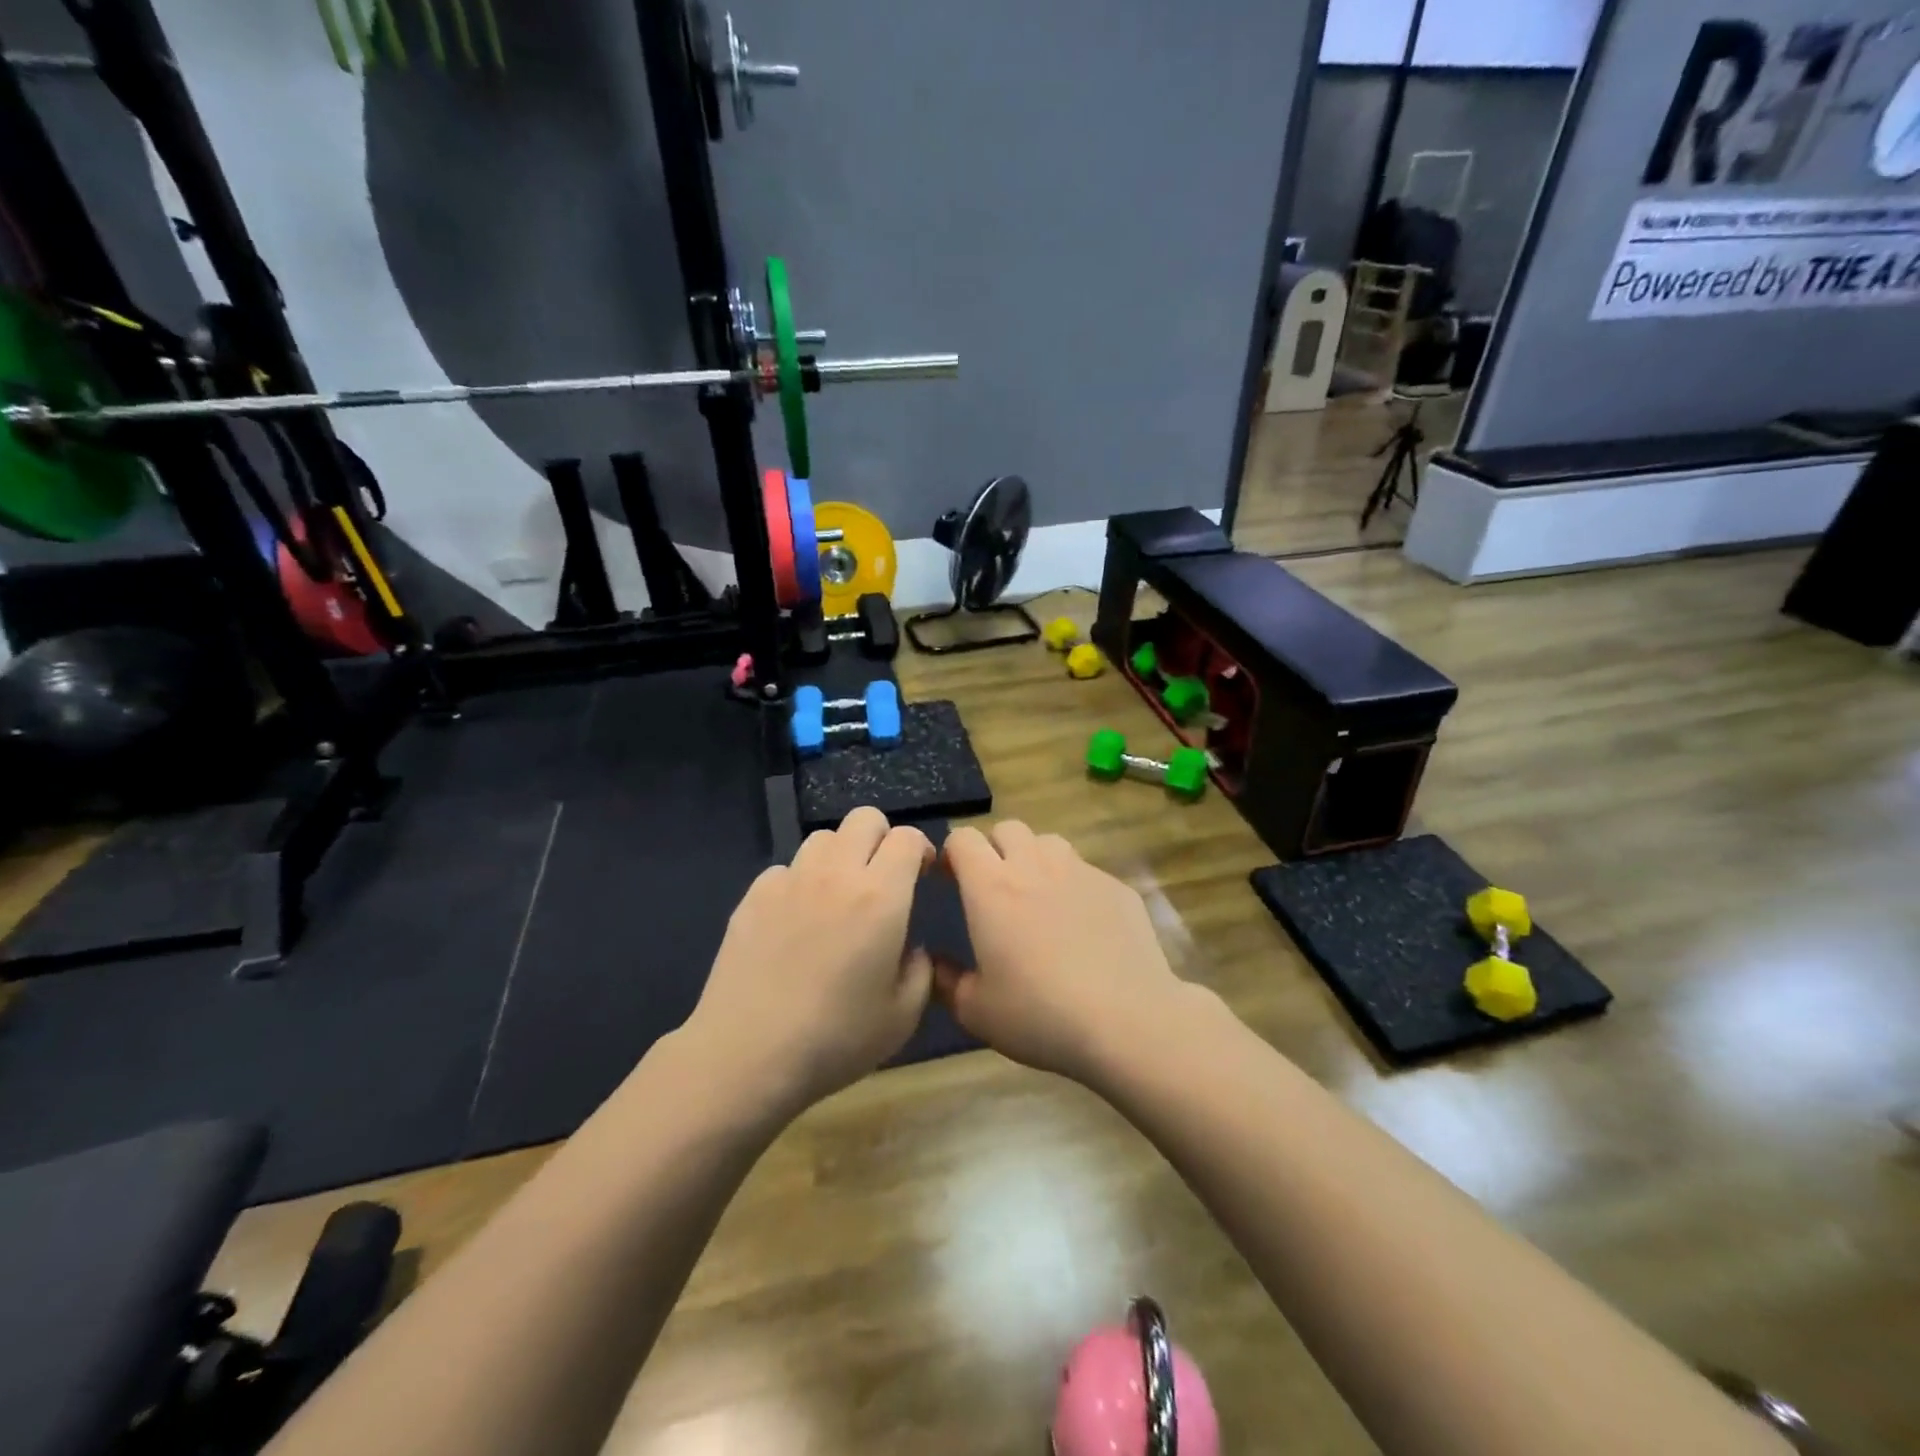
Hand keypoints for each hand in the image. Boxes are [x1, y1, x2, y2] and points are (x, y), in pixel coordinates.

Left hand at [687, 807, 934, 1112]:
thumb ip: (920, 970)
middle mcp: (835, 874)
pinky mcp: (753, 896)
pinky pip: (786, 868)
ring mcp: (789, 880)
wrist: (746, 1056)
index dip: (920, 849)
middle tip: (883, 877)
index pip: (907, 837)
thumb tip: (910, 947)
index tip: (921, 875)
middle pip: (864, 818)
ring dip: (841, 855)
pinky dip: (800, 882)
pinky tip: (796, 921)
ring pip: (823, 838)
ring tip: (838, 895)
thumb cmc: (835, 1039)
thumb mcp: (903, 1017)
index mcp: (880, 896)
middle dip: (882, 838)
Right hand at [935, 821, 1189, 1083]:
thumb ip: (946, 981)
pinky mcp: (1116, 886)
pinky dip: (1075, 885)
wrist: (1127, 1021)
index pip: (963, 839)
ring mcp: (1080, 872)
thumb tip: (935, 962)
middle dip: (995, 848)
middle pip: (1007, 828)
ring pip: (1049, 842)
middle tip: (996, 887)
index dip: (952, 853)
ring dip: (1036, 858)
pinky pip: (1086, 870)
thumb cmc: (1040, 1014)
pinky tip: (1084, 924)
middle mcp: (1034, 866)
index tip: (951, 880)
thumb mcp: (976, 1011)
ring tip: (1039, 897)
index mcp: (991, 888)